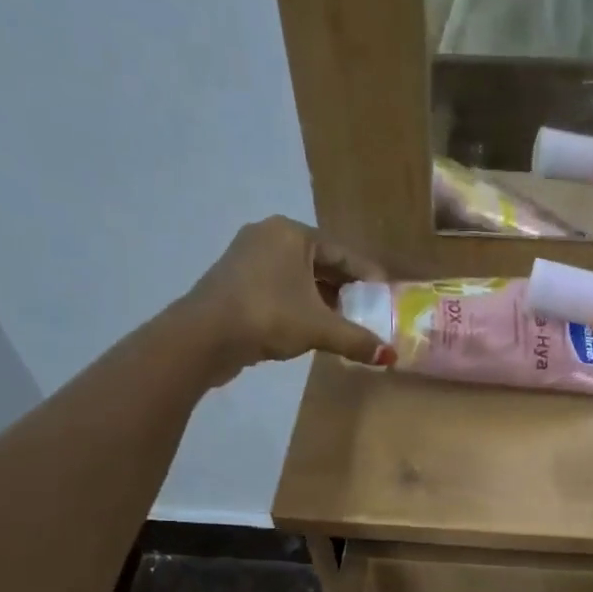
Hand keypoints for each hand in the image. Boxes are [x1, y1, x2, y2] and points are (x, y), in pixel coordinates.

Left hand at [175, 217, 393, 385]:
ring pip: (298, 277)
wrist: (203, 337)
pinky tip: (312, 328)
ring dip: (322, 300)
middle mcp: (269, 236)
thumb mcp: (319, 328)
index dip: (368, 276)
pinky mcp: (235, 282)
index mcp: (291, 233)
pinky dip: (299, 305)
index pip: (342, 252)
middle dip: (345, 290)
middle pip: (320, 263)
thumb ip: (356, 339)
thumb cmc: (268, 316)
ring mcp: (247, 258)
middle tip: (368, 312)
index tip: (386, 296)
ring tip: (344, 324)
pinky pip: (279, 288)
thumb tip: (389, 357)